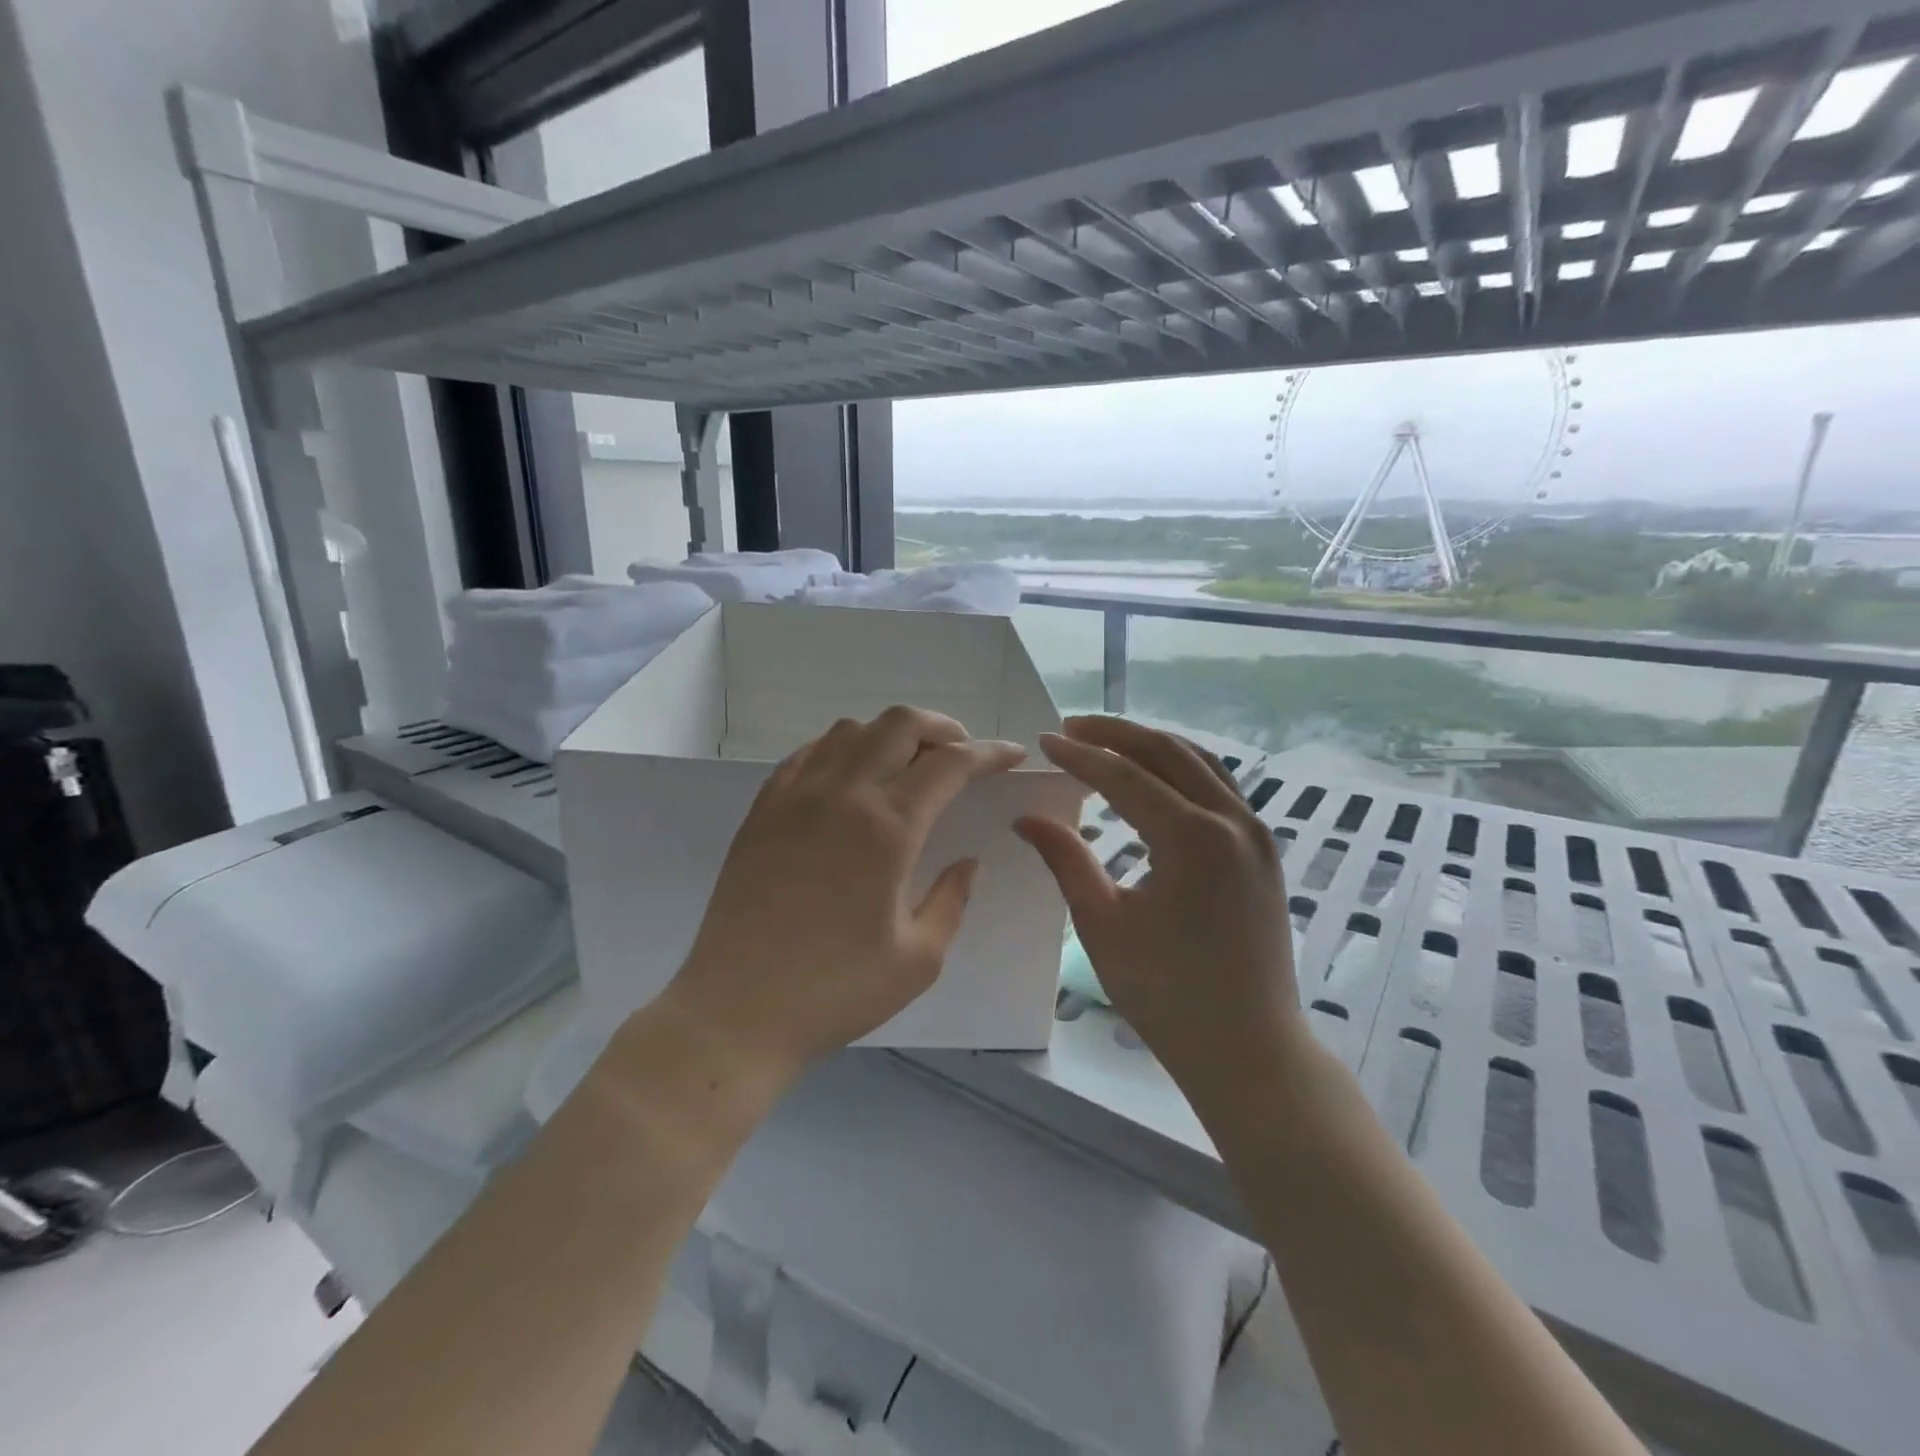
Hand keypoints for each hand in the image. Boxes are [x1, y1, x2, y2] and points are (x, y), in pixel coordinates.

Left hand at [663, 706, 1026, 1079]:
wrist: (736, 1012)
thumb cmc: (835, 991)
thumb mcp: (919, 959)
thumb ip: (952, 899)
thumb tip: (968, 862)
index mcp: (888, 829)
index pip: (950, 764)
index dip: (989, 753)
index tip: (1011, 755)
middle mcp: (842, 795)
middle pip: (900, 724)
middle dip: (943, 728)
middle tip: (962, 755)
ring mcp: (795, 796)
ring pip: (851, 730)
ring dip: (890, 735)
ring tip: (907, 766)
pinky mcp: (763, 810)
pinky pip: (808, 753)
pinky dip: (842, 748)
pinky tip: (850, 779)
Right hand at [1014, 717, 1303, 1090]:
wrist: (1249, 1047)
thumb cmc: (1167, 994)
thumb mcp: (1103, 925)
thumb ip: (1066, 860)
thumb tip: (1027, 818)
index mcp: (1193, 839)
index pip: (1126, 777)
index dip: (1080, 756)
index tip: (1044, 741)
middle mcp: (1233, 821)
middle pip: (1167, 753)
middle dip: (1116, 734)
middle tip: (1071, 728)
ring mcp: (1256, 834)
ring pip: (1200, 762)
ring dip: (1151, 744)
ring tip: (1107, 741)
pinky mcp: (1263, 851)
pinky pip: (1219, 787)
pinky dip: (1181, 768)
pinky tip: (1155, 777)